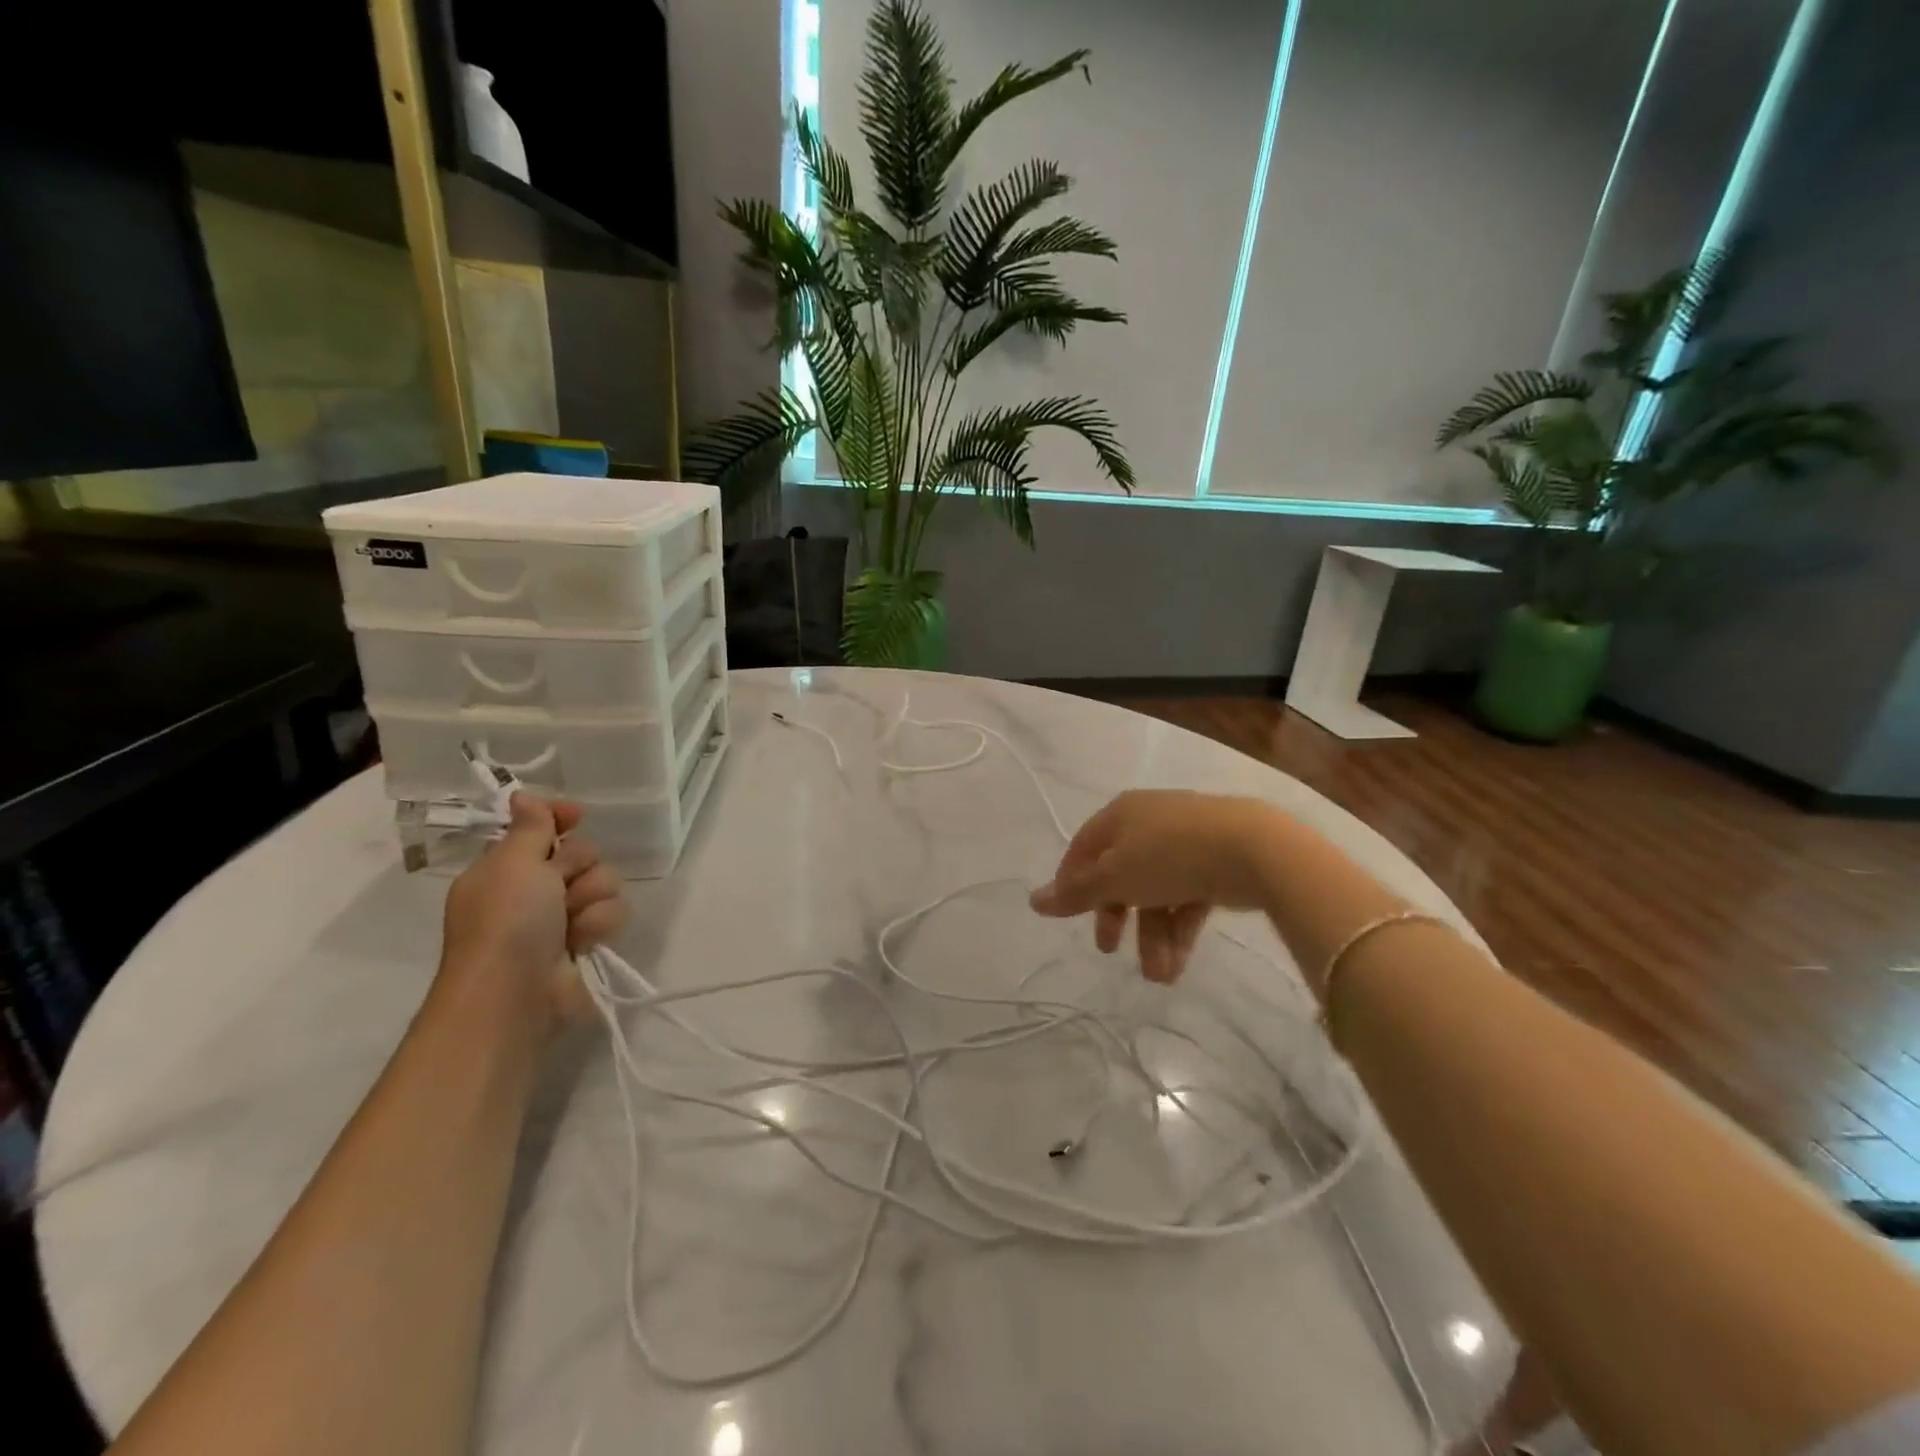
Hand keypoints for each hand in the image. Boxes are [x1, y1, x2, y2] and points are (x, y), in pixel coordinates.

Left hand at [438, 793, 625, 1025]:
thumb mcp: (513, 864)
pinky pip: (613, 913)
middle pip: (581, 853)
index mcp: (506, 868)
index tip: (577, 815)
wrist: (515, 993)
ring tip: (571, 922)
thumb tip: (522, 795)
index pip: (540, 828)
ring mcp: (562, 917)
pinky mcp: (587, 941)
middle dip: (578, 866)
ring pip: (604, 882)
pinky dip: (600, 924)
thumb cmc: (506, 922)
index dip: (559, 819)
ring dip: (592, 898)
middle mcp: (534, 890)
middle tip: (558, 887)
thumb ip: (530, 827)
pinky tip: (583, 941)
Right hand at [1029, 790, 1282, 982]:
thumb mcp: (1115, 878)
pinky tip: (1179, 962)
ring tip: (1161, 977)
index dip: (1071, 883)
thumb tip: (1033, 901)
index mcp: (1120, 815)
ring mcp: (1186, 841)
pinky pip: (1187, 896)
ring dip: (1153, 936)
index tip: (1069, 918)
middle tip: (1109, 949)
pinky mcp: (1216, 862)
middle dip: (1116, 917)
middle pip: (1120, 874)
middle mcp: (1150, 823)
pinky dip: (1180, 928)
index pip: (1083, 848)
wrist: (1254, 850)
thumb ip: (1076, 893)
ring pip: (1156, 892)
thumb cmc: (1169, 857)